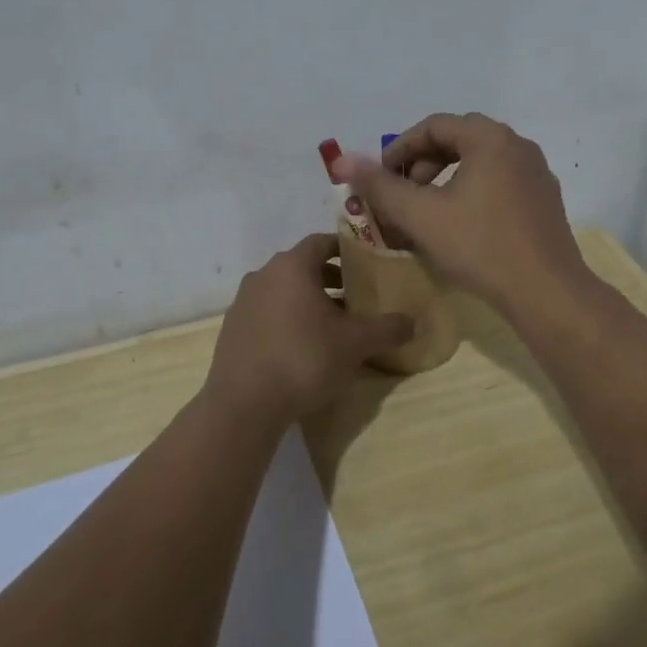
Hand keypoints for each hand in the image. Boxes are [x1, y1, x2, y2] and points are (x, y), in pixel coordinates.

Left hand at [205, 234, 413, 423]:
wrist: (243, 405)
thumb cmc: (304, 359)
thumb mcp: (355, 344)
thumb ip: (387, 328)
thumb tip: (414, 322)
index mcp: (291, 266)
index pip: (322, 242)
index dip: (346, 250)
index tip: (367, 265)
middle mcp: (263, 275)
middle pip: (303, 267)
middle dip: (331, 279)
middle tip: (357, 299)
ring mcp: (243, 303)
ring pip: (284, 291)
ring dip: (309, 301)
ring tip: (333, 326)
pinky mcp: (232, 330)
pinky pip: (267, 314)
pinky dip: (287, 320)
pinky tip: (303, 348)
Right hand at [330, 113, 591, 316]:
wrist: (547, 293)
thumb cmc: (480, 247)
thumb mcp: (421, 216)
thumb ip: (379, 186)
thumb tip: (341, 159)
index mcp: (490, 138)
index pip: (434, 126)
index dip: (399, 149)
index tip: (379, 179)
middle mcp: (518, 145)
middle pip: (458, 140)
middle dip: (421, 164)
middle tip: (401, 195)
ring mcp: (536, 173)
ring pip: (479, 163)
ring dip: (445, 180)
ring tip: (426, 212)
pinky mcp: (545, 200)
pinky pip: (499, 182)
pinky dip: (471, 193)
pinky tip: (460, 227)